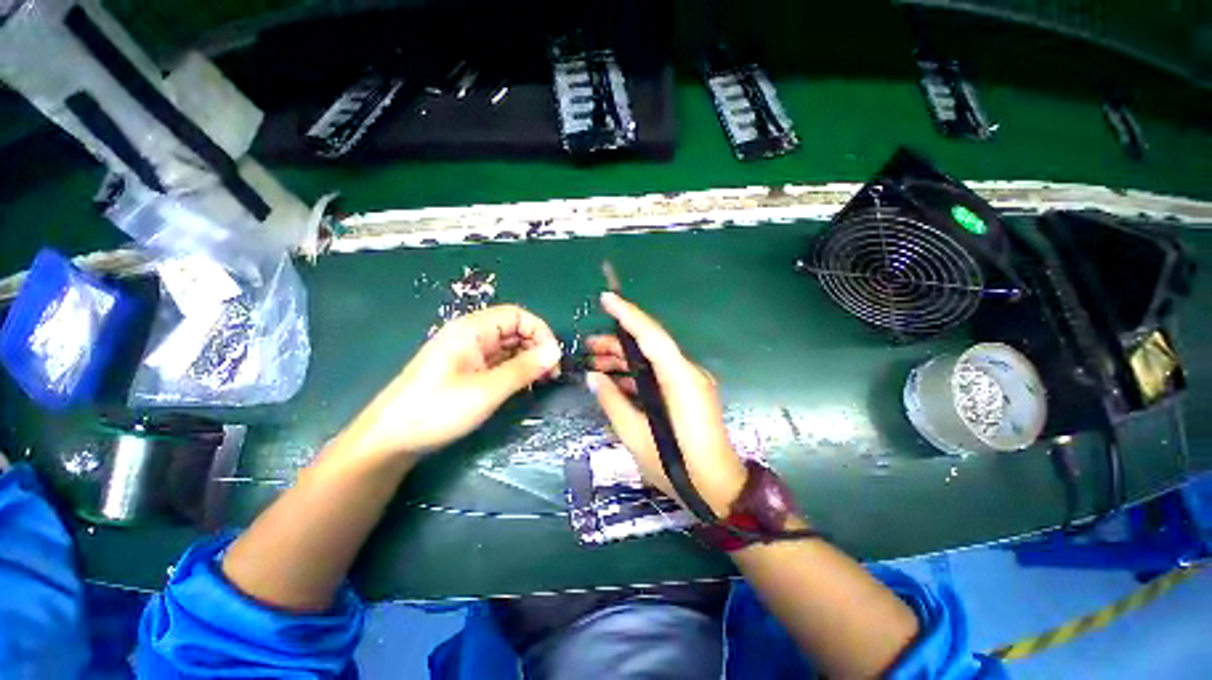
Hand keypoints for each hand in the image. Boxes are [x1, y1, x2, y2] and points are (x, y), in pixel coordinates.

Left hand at [342, 305, 561, 459]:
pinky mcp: (467, 370)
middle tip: (551, 374)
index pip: (517, 315)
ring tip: (540, 382)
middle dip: (537, 347)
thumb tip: (556, 351)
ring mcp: (468, 353)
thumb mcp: (487, 390)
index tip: (554, 358)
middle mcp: (471, 335)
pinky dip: (515, 370)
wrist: (389, 440)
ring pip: (508, 347)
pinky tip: (522, 386)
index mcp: (472, 330)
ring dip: (528, 360)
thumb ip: (524, 368)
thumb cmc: (437, 410)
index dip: (540, 332)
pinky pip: (499, 361)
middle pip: (514, 329)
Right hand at [585, 292, 746, 514]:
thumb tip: (594, 377)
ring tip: (595, 363)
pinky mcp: (689, 394)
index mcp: (680, 379)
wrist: (719, 490)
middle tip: (588, 346)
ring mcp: (691, 383)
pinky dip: (637, 375)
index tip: (607, 299)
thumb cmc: (678, 466)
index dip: (628, 315)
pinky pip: (659, 375)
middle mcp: (688, 373)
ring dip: (625, 359)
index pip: (652, 336)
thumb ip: (613, 402)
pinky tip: (615, 380)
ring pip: (653, 360)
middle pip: (651, 346)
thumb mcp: (636, 435)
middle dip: (618, 342)